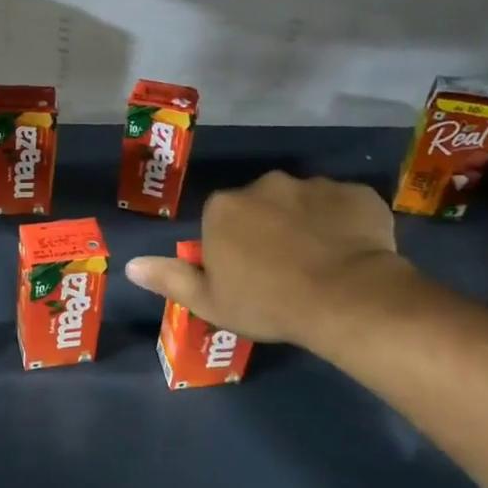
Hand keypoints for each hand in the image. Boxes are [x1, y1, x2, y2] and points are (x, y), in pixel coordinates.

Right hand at [124, 171, 414, 351]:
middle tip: (283, 268)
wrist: (345, 298)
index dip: (231, 246)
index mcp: (224, 207)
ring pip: (304, 203)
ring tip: (321, 262)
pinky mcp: (357, 193)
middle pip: (261, 205)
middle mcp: (265, 184)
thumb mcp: (209, 302)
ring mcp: (315, 185)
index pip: (220, 220)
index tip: (245, 274)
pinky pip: (344, 206)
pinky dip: (345, 223)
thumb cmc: (267, 302)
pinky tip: (351, 253)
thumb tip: (131, 265)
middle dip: (268, 228)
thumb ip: (170, 279)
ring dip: (307, 224)